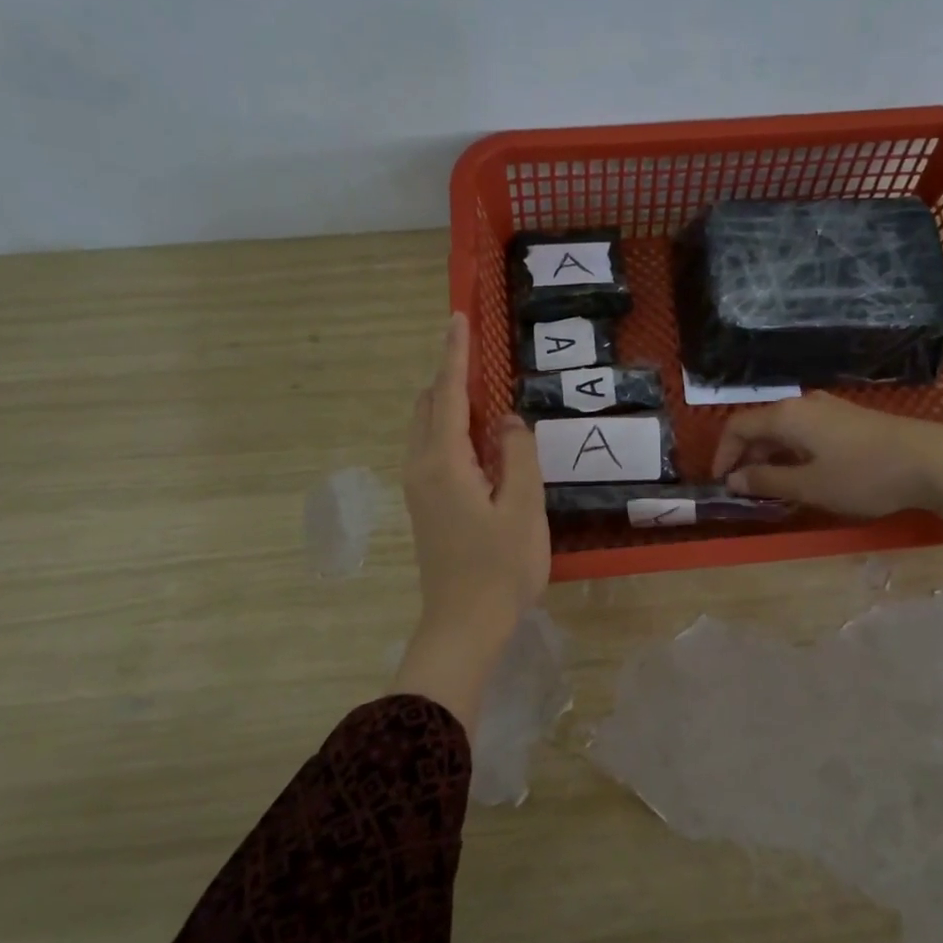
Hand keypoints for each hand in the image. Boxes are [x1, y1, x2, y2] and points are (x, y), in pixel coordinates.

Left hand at [396, 315, 548, 732]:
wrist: (463, 625)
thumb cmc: (500, 568)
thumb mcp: (524, 508)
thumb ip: (518, 454)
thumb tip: (509, 421)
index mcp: (444, 461)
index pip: (449, 393)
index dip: (455, 354)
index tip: (456, 317)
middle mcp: (421, 466)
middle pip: (430, 405)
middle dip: (450, 375)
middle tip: (480, 354)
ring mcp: (418, 487)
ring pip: (427, 428)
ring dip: (450, 403)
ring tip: (485, 393)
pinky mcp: (425, 505)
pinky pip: (432, 448)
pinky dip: (450, 428)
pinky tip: (479, 439)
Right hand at [710, 392, 942, 516]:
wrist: (932, 460)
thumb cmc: (863, 475)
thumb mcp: (809, 486)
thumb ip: (766, 482)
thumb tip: (734, 479)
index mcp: (786, 415)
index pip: (737, 426)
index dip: (723, 453)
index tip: (721, 482)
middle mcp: (802, 404)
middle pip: (760, 426)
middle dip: (746, 457)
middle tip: (745, 490)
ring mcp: (828, 409)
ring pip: (784, 430)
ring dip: (770, 457)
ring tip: (773, 488)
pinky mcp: (848, 419)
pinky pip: (805, 432)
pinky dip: (792, 453)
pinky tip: (804, 475)